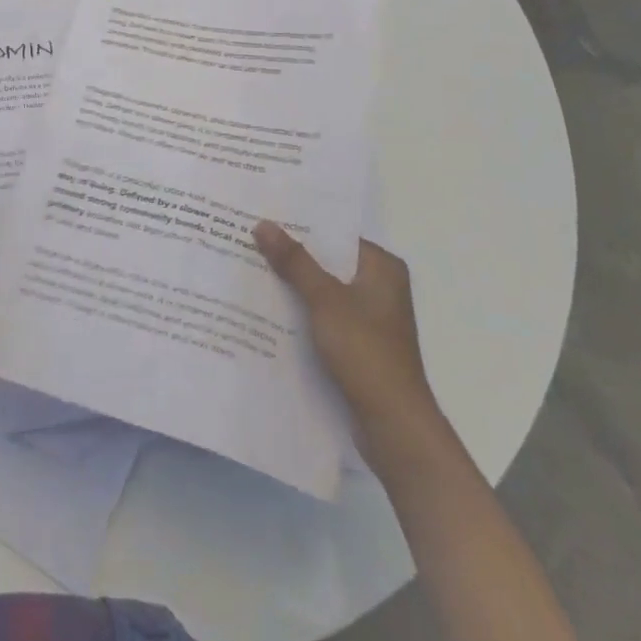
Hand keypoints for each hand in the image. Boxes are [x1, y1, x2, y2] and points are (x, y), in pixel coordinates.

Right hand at [253, 223, 442, 460]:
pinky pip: (323, 315)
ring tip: (248, 268)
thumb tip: (263, 224)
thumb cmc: (366, 352)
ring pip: (322, 289)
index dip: (300, 224)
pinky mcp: (358, 344)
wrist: (393, 426)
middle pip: (327, 261)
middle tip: (247, 238)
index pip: (335, 233)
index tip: (263, 214)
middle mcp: (379, 286)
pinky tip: (266, 308)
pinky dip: (300, 311)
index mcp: (382, 268)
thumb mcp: (325, 300)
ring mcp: (369, 317)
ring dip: (293, 284)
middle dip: (290, 255)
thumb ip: (294, 261)